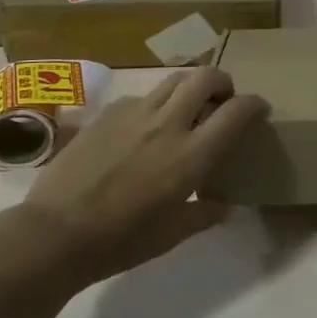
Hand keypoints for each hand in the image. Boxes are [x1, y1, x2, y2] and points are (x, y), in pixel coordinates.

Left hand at [15, 67, 266, 284]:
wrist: (56, 232)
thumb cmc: (121, 240)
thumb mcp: (171, 235)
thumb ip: (203, 214)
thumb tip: (224, 206)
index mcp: (192, 155)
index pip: (236, 112)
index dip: (254, 104)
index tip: (259, 108)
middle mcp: (168, 123)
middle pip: (206, 77)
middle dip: (222, 81)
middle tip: (222, 99)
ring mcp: (135, 113)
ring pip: (173, 80)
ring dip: (189, 87)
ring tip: (186, 107)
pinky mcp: (108, 113)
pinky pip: (141, 97)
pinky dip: (154, 104)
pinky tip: (143, 128)